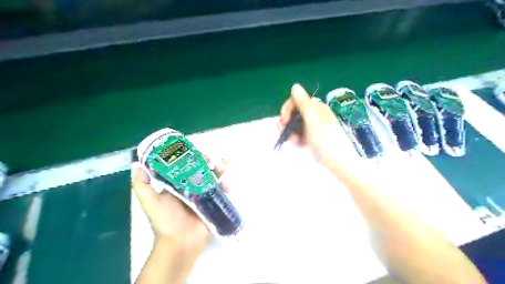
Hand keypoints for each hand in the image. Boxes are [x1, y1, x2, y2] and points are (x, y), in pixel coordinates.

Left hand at [130, 159, 227, 250]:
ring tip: (222, 167)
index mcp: (177, 184)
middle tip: (210, 157)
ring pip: (213, 177)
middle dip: (207, 160)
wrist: (180, 243)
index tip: (195, 147)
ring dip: (219, 169)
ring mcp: (203, 194)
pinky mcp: (213, 202)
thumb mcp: (150, 202)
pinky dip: (225, 184)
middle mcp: (191, 187)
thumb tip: (136, 165)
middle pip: (201, 168)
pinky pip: (220, 190)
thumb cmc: (165, 221)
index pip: (185, 165)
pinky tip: (226, 184)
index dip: (190, 155)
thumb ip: (142, 185)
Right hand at [280, 83, 358, 167]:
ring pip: (294, 126)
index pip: (296, 101)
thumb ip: (303, 103)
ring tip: (295, 143)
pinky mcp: (311, 138)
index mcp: (315, 108)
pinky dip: (295, 139)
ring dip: (290, 133)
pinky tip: (298, 146)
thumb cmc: (325, 140)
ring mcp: (312, 127)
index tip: (284, 121)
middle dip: (287, 124)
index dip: (287, 109)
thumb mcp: (312, 121)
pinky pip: (298, 135)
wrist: (337, 162)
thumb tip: (295, 85)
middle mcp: (313, 115)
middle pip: (293, 114)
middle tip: (285, 133)